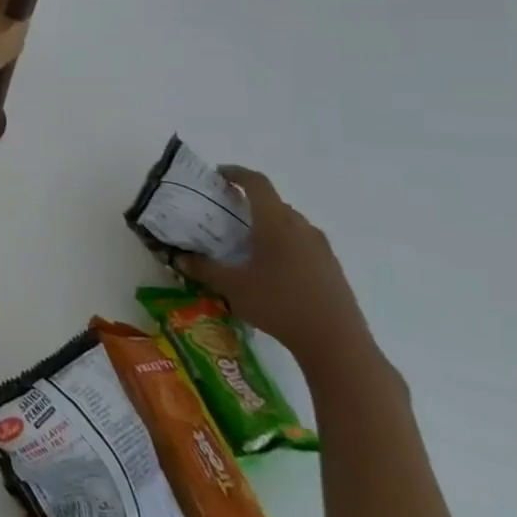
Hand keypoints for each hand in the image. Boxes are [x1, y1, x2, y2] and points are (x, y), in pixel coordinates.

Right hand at [173, 166, 376, 374]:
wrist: (337, 344)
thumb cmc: (280, 305)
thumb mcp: (232, 287)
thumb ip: (203, 268)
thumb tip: (179, 257)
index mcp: (276, 223)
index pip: (257, 183)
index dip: (237, 173)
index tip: (218, 174)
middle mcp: (301, 228)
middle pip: (275, 203)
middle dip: (250, 202)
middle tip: (227, 214)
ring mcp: (322, 248)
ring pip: (291, 223)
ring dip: (269, 224)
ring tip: (248, 244)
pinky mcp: (332, 268)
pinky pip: (304, 242)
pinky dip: (285, 243)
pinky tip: (273, 269)